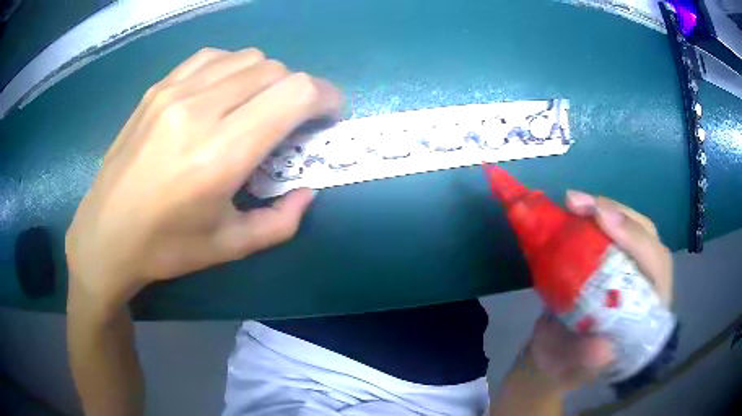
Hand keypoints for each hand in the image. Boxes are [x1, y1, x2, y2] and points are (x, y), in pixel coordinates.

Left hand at [65, 47, 341, 311]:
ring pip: (247, 57)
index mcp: (220, 154)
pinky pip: (212, 57)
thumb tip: (307, 190)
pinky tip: (224, 93)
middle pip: (275, 70)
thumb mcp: (230, 247)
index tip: (329, 115)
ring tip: (257, 106)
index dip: (326, 97)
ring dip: (267, 78)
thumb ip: (281, 221)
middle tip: (292, 120)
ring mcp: (174, 91)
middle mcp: (200, 110)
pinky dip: (233, 68)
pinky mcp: (158, 87)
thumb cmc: (165, 248)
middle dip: (299, 90)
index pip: (296, 93)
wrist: (105, 233)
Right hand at [526, 191, 672, 390]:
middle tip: (581, 204)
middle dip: (618, 214)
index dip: (635, 240)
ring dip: (604, 208)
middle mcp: (647, 284)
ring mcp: (631, 268)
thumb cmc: (567, 365)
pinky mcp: (613, 259)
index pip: (655, 267)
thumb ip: (586, 362)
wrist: (553, 356)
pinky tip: (574, 209)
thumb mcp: (573, 369)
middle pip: (646, 236)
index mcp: (649, 313)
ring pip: (630, 226)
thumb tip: (602, 348)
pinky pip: (610, 229)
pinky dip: (592, 215)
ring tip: (573, 201)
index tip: (603, 220)